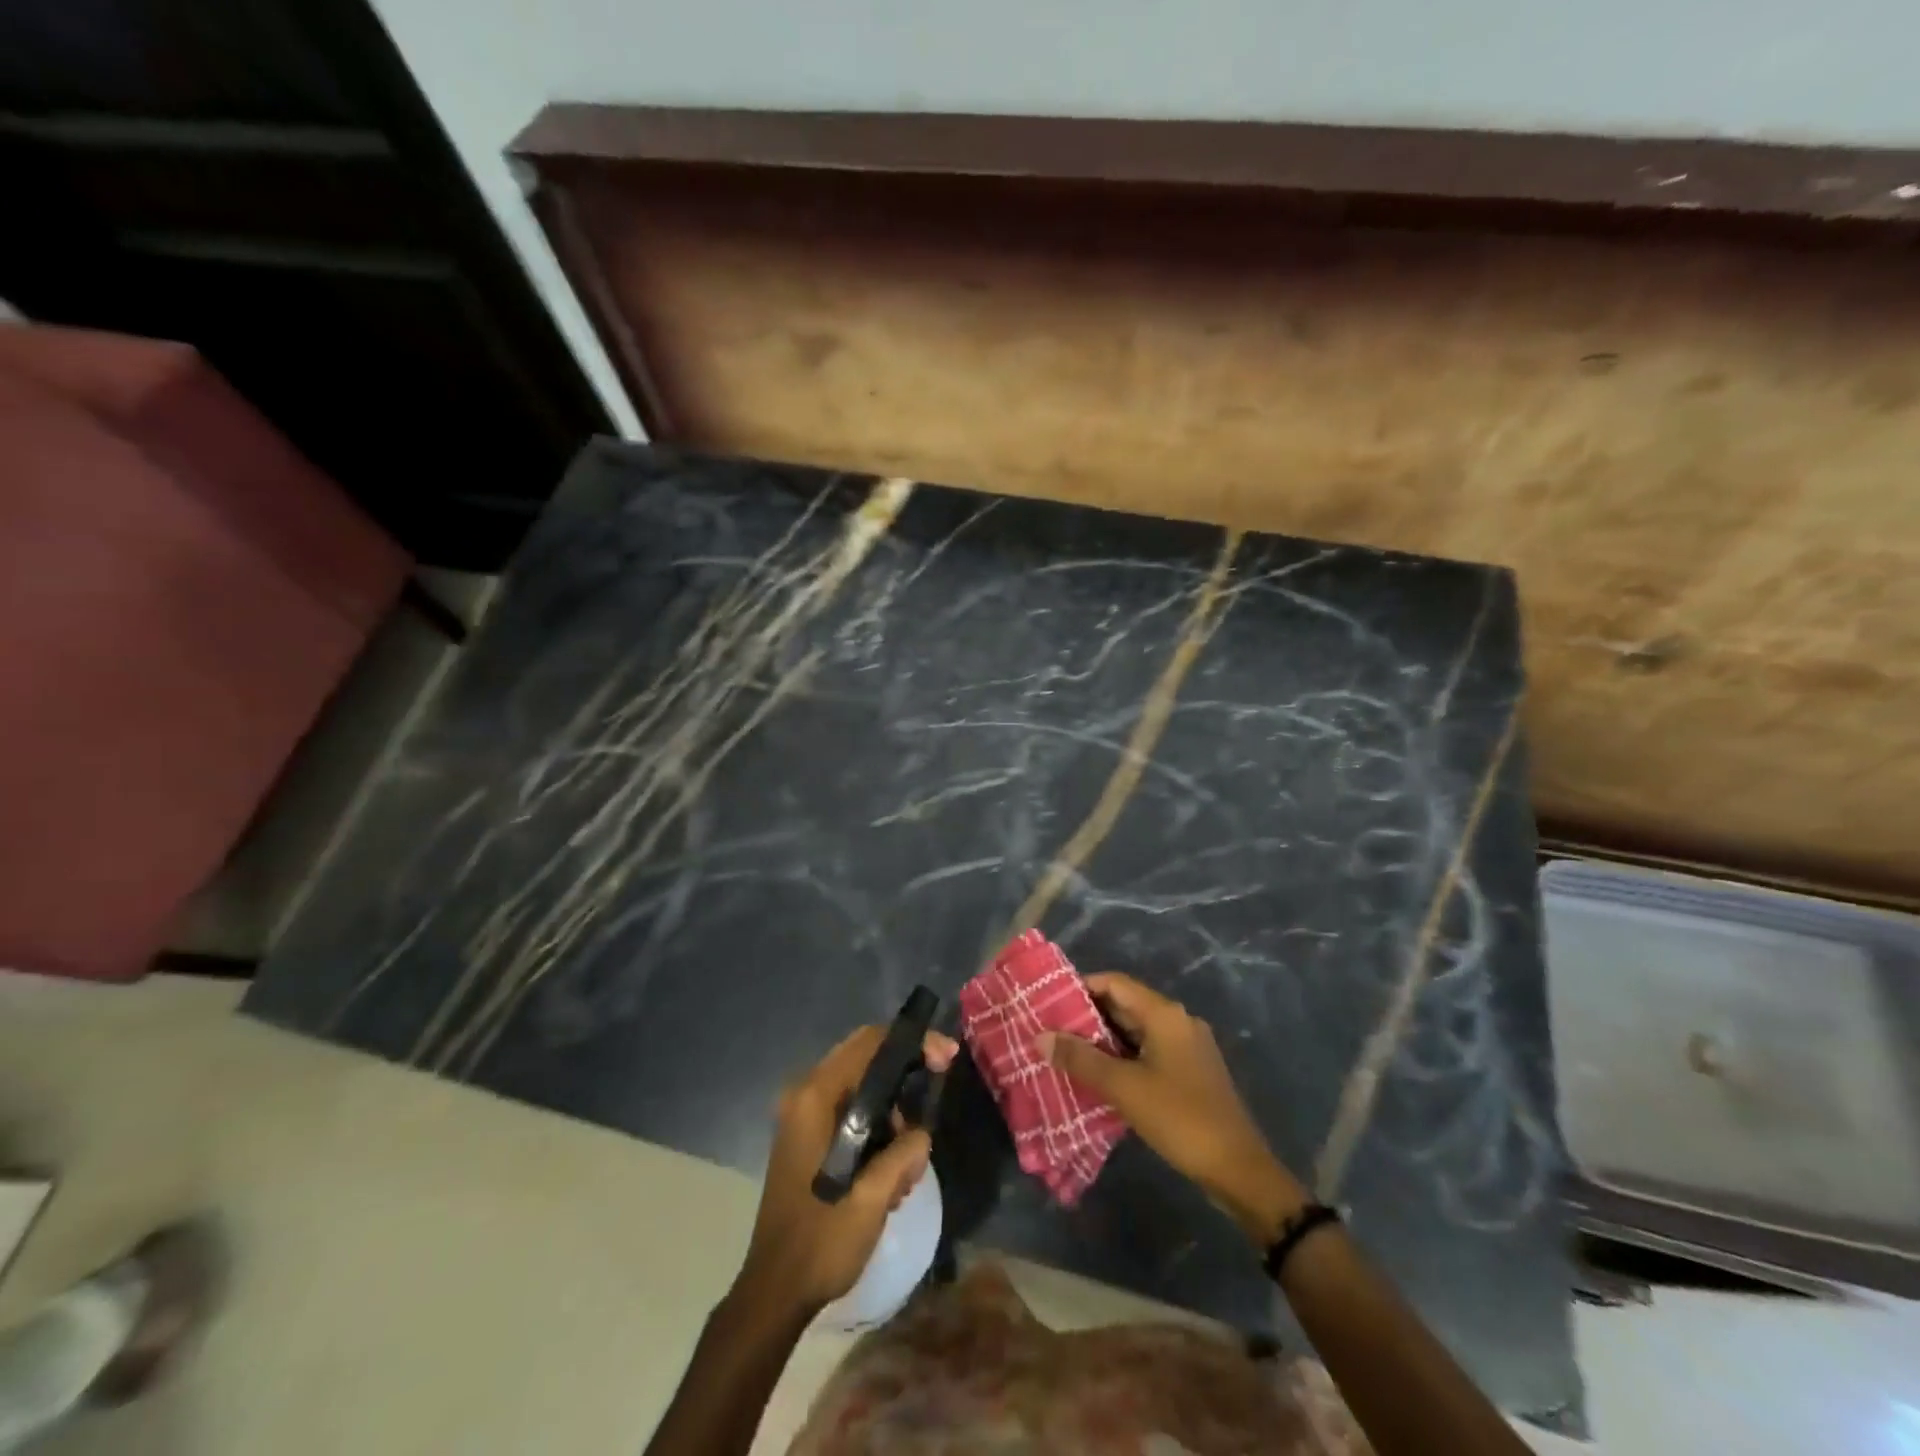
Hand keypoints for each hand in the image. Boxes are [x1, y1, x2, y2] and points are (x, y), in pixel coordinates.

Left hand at [734, 1024, 957, 1317]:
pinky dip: (876, 1129)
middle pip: (865, 1058)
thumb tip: (921, 1133)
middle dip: (906, 1072)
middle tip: (940, 1089)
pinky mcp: (807, 1138)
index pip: (868, 1043)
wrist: (774, 1293)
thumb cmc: (820, 1242)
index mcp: (814, 1098)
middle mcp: (804, 1096)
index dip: (911, 1042)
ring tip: (909, 1163)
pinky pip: (850, 1112)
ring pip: (861, 1087)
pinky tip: (891, 1173)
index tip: (946, 1057)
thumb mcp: (871, 1199)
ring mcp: (802, 1116)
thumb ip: (902, 1154)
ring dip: (892, 1112)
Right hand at [1038, 973, 1308, 1242]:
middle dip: (1087, 1016)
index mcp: (1165, 1014)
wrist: (1238, 1169)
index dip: (1081, 987)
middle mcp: (1178, 1021)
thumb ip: (1080, 1059)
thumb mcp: (1124, 1087)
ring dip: (1103, 1040)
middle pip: (1125, 1005)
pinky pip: (1148, 1052)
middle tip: (1051, 1030)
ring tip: (1066, 1053)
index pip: (1115, 983)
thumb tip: (1040, 1036)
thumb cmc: (1179, 1118)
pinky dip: (1122, 1057)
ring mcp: (1187, 1047)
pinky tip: (1099, 1077)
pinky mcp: (1190, 1072)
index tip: (1049, 1002)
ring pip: (1136, 1031)